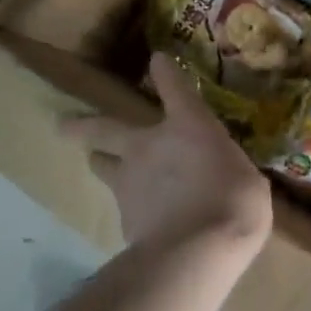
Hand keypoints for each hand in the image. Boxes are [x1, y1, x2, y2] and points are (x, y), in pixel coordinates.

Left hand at [65, 52, 273, 259]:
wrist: (195, 250)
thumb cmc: (235, 203)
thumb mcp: (247, 180)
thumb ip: (228, 170)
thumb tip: (225, 175)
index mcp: (189, 127)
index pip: (175, 88)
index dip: (166, 73)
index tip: (157, 60)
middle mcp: (150, 145)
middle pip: (105, 128)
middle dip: (84, 125)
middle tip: (63, 124)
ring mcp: (129, 181)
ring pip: (102, 164)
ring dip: (99, 161)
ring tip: (96, 162)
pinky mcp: (122, 216)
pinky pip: (122, 204)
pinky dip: (129, 206)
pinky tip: (139, 217)